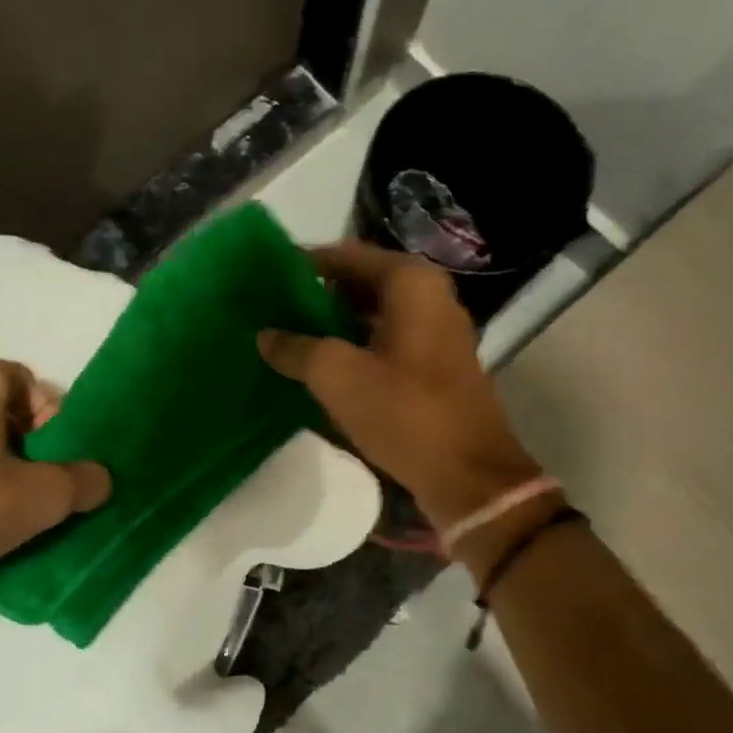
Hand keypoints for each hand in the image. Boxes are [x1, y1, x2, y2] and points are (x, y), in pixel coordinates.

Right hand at [258, 241, 540, 529]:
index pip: (346, 256)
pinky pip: (383, 344)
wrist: (468, 477)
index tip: (266, 276)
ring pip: (371, 317)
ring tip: (286, 337)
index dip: (305, 264)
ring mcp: (435, 335)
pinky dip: (352, 349)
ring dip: (332, 326)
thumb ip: (296, 348)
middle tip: (270, 308)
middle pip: (360, 284)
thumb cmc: (405, 412)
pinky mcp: (433, 368)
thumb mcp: (338, 376)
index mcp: (412, 283)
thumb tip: (265, 336)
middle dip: (316, 296)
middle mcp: (429, 298)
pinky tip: (319, 368)